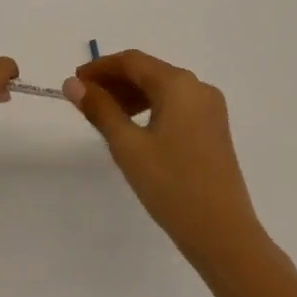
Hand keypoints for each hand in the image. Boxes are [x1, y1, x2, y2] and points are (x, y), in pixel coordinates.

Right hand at [64, 50, 263, 274]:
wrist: (223, 235)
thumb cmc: (171, 186)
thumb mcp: (128, 146)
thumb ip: (100, 109)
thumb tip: (73, 84)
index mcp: (179, 84)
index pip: (132, 61)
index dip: (100, 67)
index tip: (75, 82)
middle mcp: (198, 88)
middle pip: (149, 72)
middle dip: (115, 82)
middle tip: (85, 99)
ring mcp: (210, 110)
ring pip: (163, 89)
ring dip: (131, 96)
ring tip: (104, 115)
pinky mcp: (214, 130)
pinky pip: (176, 106)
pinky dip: (150, 109)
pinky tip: (134, 129)